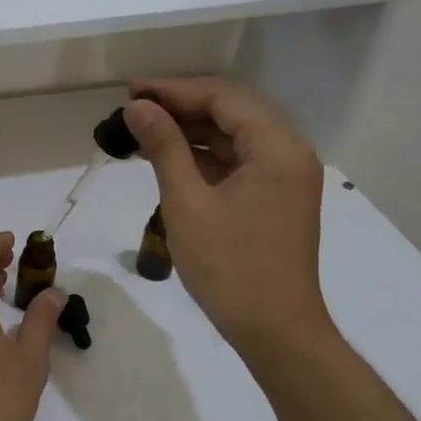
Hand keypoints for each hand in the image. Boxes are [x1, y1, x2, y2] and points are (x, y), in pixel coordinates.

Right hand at [125, 78, 332, 364]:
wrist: (274, 330)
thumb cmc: (230, 267)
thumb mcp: (188, 203)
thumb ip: (164, 147)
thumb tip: (137, 107)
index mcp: (277, 147)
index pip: (224, 98)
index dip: (175, 90)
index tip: (131, 91)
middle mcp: (288, 152)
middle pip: (232, 111)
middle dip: (181, 105)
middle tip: (133, 107)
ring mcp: (284, 176)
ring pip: (233, 135)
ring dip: (190, 130)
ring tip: (142, 130)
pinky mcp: (274, 196)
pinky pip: (236, 160)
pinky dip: (202, 155)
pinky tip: (168, 157)